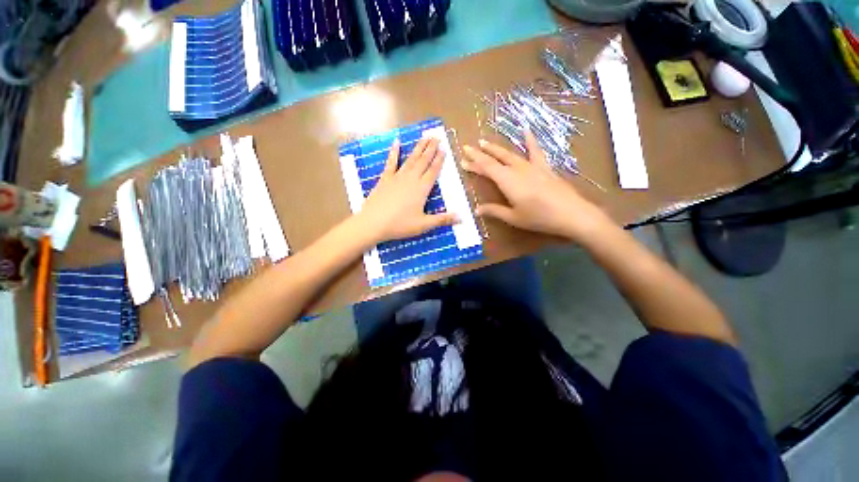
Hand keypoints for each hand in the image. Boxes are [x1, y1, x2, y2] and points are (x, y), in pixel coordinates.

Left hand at [358, 137, 457, 243]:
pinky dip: (394, 152)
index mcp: (422, 189)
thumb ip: (442, 220)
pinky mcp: (385, 178)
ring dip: (418, 148)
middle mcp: (411, 179)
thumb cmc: (400, 224)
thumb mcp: (423, 225)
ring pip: (411, 159)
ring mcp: (397, 177)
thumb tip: (462, 218)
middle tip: (436, 136)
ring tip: (424, 137)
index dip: (439, 160)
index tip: (444, 149)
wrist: (373, 222)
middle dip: (431, 149)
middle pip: (423, 161)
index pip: (433, 171)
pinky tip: (396, 142)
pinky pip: (391, 162)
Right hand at [462, 131, 613, 244]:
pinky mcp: (544, 167)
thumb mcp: (513, 217)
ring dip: (496, 148)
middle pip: (495, 159)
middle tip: (468, 148)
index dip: (474, 163)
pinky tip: (526, 131)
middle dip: (480, 154)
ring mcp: (532, 166)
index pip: (486, 168)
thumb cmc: (539, 218)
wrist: (571, 214)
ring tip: (485, 142)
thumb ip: (494, 211)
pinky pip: (535, 151)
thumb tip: (477, 210)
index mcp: (507, 181)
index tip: (463, 159)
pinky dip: (530, 141)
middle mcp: (517, 169)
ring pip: (510, 154)